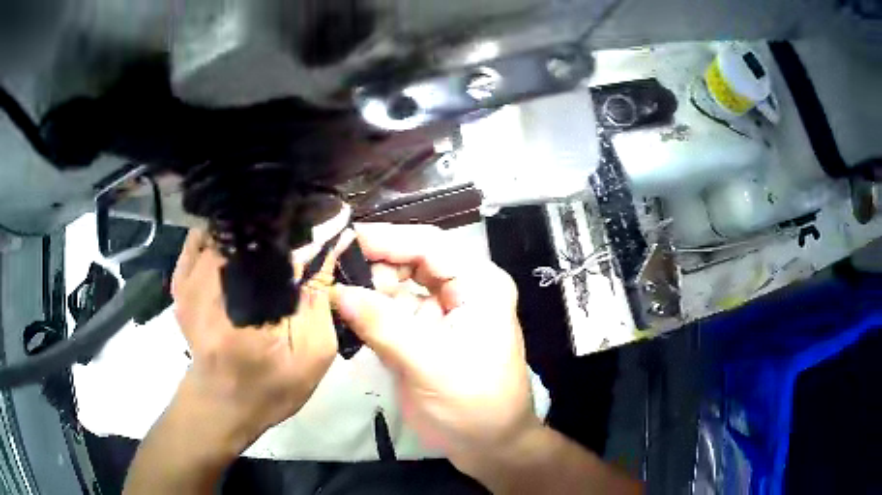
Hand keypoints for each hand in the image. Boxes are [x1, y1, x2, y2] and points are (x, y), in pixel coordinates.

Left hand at [170, 229, 350, 452]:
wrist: (221, 404)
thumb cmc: (272, 387)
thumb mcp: (312, 353)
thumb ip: (320, 297)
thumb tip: (332, 243)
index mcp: (248, 305)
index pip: (279, 239)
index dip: (305, 225)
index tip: (323, 226)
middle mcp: (211, 281)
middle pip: (249, 222)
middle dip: (278, 221)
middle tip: (299, 235)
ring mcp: (189, 277)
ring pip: (227, 223)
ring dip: (252, 226)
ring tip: (272, 241)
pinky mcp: (179, 279)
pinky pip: (205, 236)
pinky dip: (226, 234)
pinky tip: (242, 249)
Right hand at [330, 223, 540, 464]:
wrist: (488, 445)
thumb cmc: (473, 405)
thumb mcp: (429, 364)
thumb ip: (382, 325)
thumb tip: (336, 290)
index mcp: (479, 284)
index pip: (428, 244)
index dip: (385, 238)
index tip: (339, 240)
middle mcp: (463, 288)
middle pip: (411, 258)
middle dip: (373, 263)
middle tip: (330, 272)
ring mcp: (443, 310)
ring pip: (399, 282)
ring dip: (368, 286)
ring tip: (334, 293)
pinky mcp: (425, 331)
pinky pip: (393, 308)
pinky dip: (370, 309)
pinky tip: (347, 313)